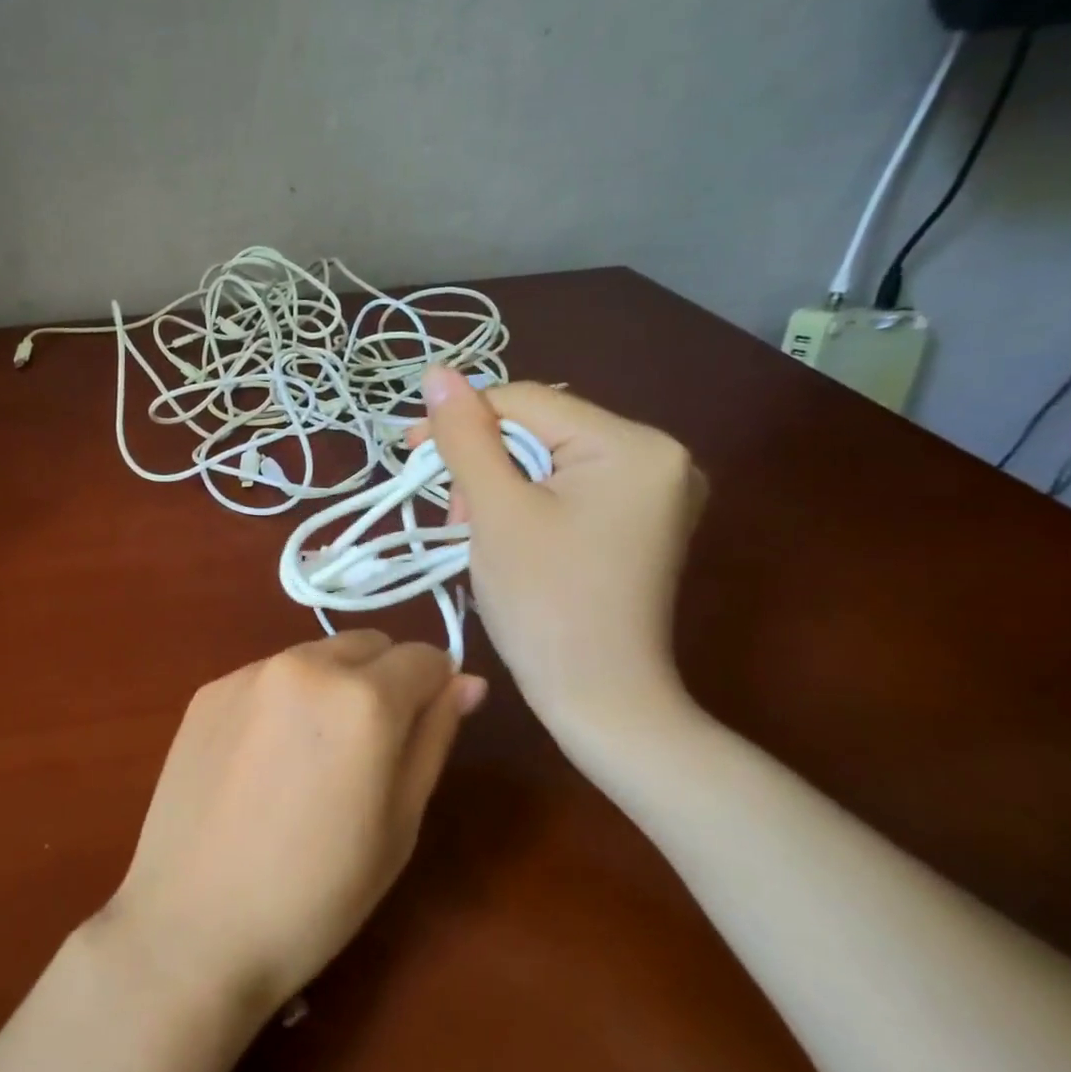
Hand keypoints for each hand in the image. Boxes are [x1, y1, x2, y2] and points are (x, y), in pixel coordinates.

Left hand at [98, 632, 485, 1018]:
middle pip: (367, 645)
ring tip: (311, 759)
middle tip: (368, 750)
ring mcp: (247, 673)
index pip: (423, 657)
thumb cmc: (316, 893)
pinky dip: (282, 700)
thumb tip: (464, 681)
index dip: (434, 689)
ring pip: (315, 656)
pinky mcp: (207, 691)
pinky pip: (266, 677)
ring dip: (331, 685)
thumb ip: (433, 738)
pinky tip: (262, 762)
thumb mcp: (399, 824)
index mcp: (362, 698)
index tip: (421, 731)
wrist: (193, 924)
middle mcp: (304, 665)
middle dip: (383, 680)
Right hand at [417, 365, 704, 727]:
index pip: (527, 401)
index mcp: (634, 444)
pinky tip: (506, 536)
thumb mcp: (495, 511)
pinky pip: (569, 489)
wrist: (600, 700)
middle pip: (540, 431)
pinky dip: (527, 504)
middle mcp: (660, 455)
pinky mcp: (641, 523)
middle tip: (452, 517)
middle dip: (483, 464)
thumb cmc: (544, 603)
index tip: (410, 453)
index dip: (462, 421)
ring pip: (549, 461)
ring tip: (473, 533)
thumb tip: (437, 371)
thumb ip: (465, 436)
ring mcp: (656, 492)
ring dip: (498, 486)